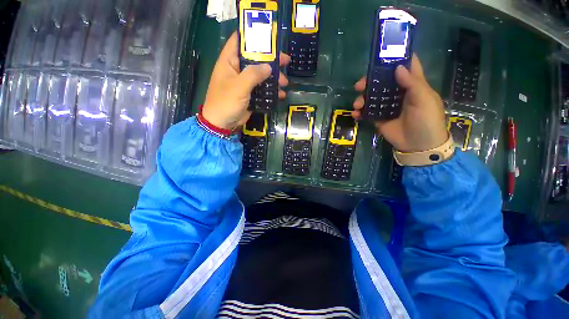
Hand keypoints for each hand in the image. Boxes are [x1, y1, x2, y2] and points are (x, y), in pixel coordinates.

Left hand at [202, 32, 289, 129]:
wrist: (222, 124)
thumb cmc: (226, 102)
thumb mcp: (239, 86)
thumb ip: (254, 74)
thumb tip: (269, 67)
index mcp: (230, 61)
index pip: (240, 41)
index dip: (253, 36)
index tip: (270, 38)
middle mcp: (237, 69)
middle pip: (256, 59)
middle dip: (271, 61)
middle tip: (286, 62)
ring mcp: (244, 83)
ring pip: (261, 75)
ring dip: (274, 78)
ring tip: (285, 83)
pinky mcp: (249, 94)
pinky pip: (262, 89)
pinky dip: (271, 91)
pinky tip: (280, 95)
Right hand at [352, 55, 447, 152]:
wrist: (418, 145)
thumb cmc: (426, 120)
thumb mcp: (424, 99)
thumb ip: (412, 83)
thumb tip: (397, 67)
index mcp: (412, 84)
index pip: (405, 66)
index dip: (395, 58)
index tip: (381, 54)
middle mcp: (398, 93)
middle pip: (382, 82)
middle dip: (369, 81)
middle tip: (359, 86)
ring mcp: (387, 106)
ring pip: (372, 97)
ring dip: (362, 98)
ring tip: (357, 105)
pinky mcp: (379, 118)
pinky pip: (367, 112)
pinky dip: (360, 112)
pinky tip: (355, 114)